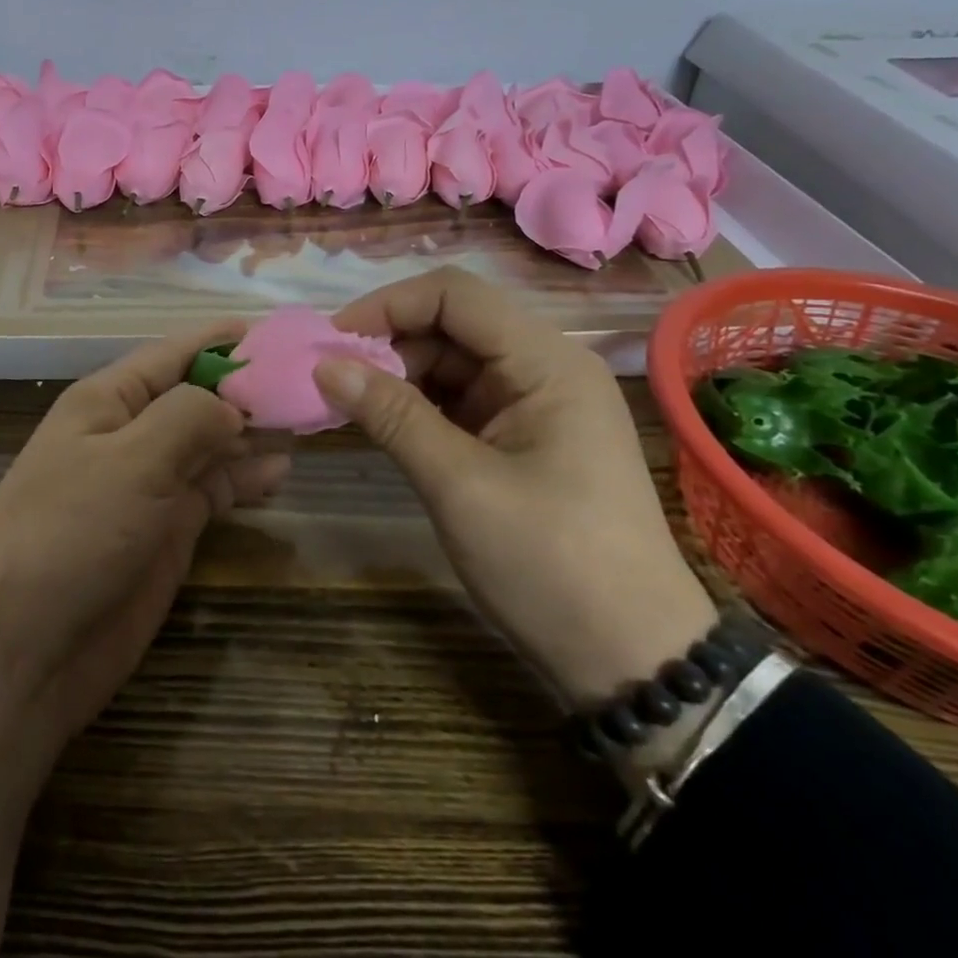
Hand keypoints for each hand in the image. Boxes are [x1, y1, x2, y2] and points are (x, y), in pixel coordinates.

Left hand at [0, 321, 290, 745]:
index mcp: (108, 400)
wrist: (24, 650)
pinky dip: (243, 478)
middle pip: (196, 397)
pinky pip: (212, 490)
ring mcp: (148, 484)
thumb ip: (188, 418)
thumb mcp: (131, 461)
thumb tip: (232, 406)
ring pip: (209, 443)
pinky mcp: (165, 530)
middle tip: (307, 381)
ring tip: (304, 422)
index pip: (172, 353)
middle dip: (246, 387)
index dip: (221, 340)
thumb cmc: (71, 534)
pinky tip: (279, 472)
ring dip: (251, 432)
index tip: (275, 332)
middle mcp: (129, 434)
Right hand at [316, 268, 716, 708]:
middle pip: (451, 324)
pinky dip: (417, 405)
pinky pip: (459, 400)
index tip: (332, 340)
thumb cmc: (551, 565)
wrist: (634, 662)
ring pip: (451, 362)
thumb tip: (324, 364)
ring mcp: (534, 404)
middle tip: (330, 379)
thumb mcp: (459, 485)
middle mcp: (544, 368)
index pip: (454, 295)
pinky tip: (380, 423)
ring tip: (346, 403)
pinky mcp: (522, 437)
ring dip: (397, 375)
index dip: (388, 305)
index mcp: (546, 363)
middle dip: (387, 343)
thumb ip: (391, 415)